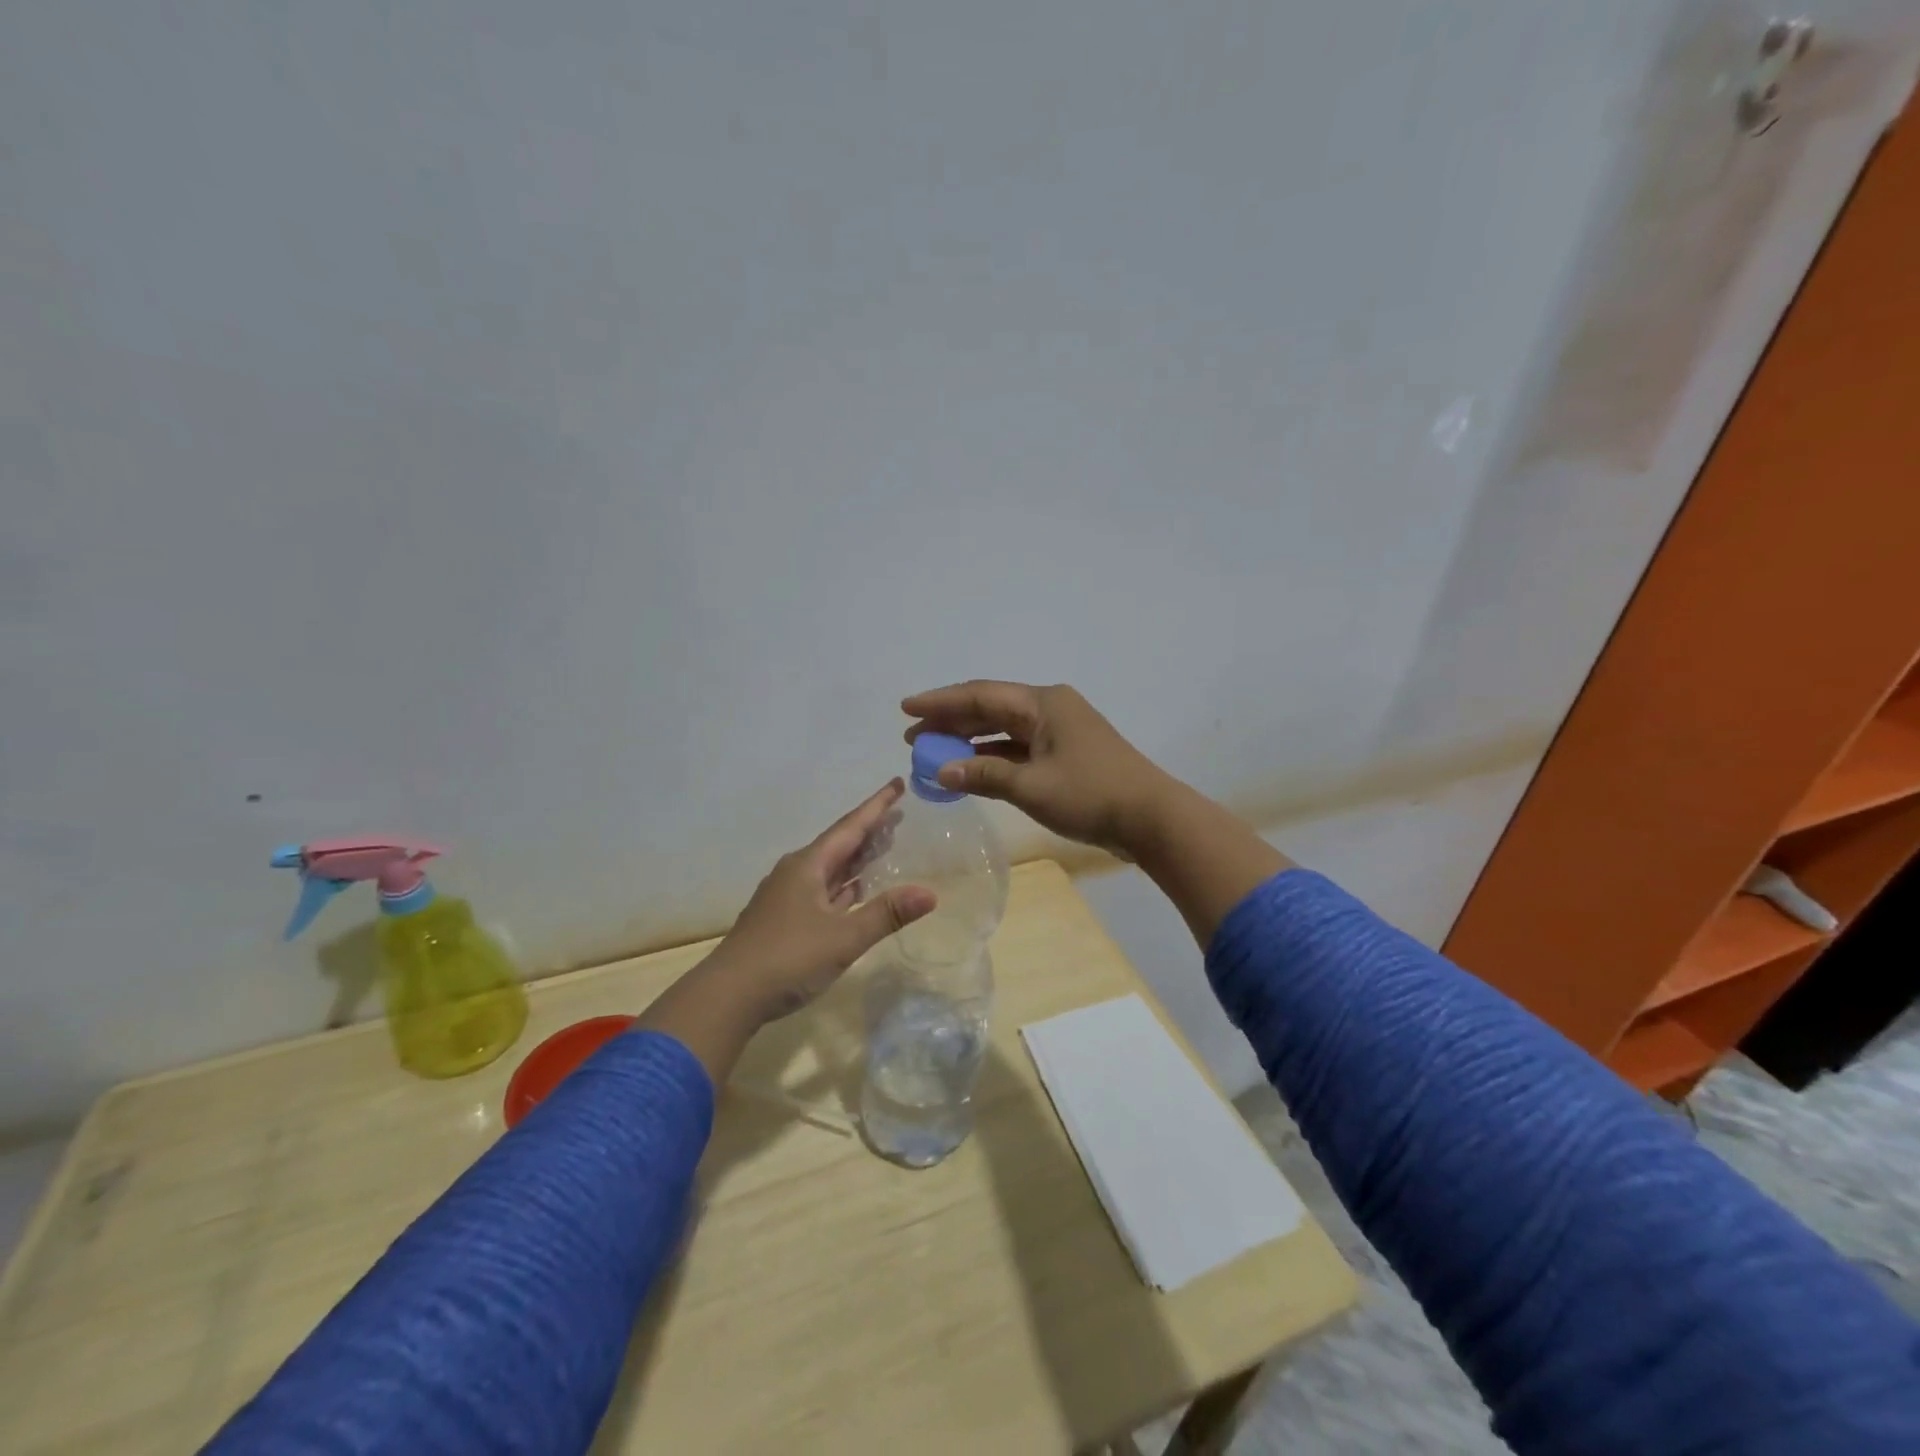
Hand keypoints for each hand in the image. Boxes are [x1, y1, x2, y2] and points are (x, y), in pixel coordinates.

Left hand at [637, 781, 935, 1084]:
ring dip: (857, 858)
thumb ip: (886, 914)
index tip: (897, 783)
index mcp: (808, 866)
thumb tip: (930, 893)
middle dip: (870, 829)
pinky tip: (857, 890)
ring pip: (830, 868)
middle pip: (840, 843)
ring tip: (885, 846)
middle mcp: (796, 873)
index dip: (877, 806)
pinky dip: (845, 885)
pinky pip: (823, 890)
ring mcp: (787, 897)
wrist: (728, 996)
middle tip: (899, 815)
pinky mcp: (784, 920)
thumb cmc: (787, 958)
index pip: (850, 826)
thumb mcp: (843, 937)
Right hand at [904, 680, 1290, 944]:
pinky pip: (1018, 749)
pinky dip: (991, 758)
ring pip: (1003, 730)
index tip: (905, 708)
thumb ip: (983, 774)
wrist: (1151, 818)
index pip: (979, 695)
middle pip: (989, 708)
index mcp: (1043, 703)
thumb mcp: (1031, 786)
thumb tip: (940, 770)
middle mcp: (1049, 708)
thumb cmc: (1090, 794)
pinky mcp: (1065, 755)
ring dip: (969, 740)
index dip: (940, 701)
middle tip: (912, 737)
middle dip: (950, 721)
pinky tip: (968, 769)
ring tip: (931, 753)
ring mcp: (1059, 732)